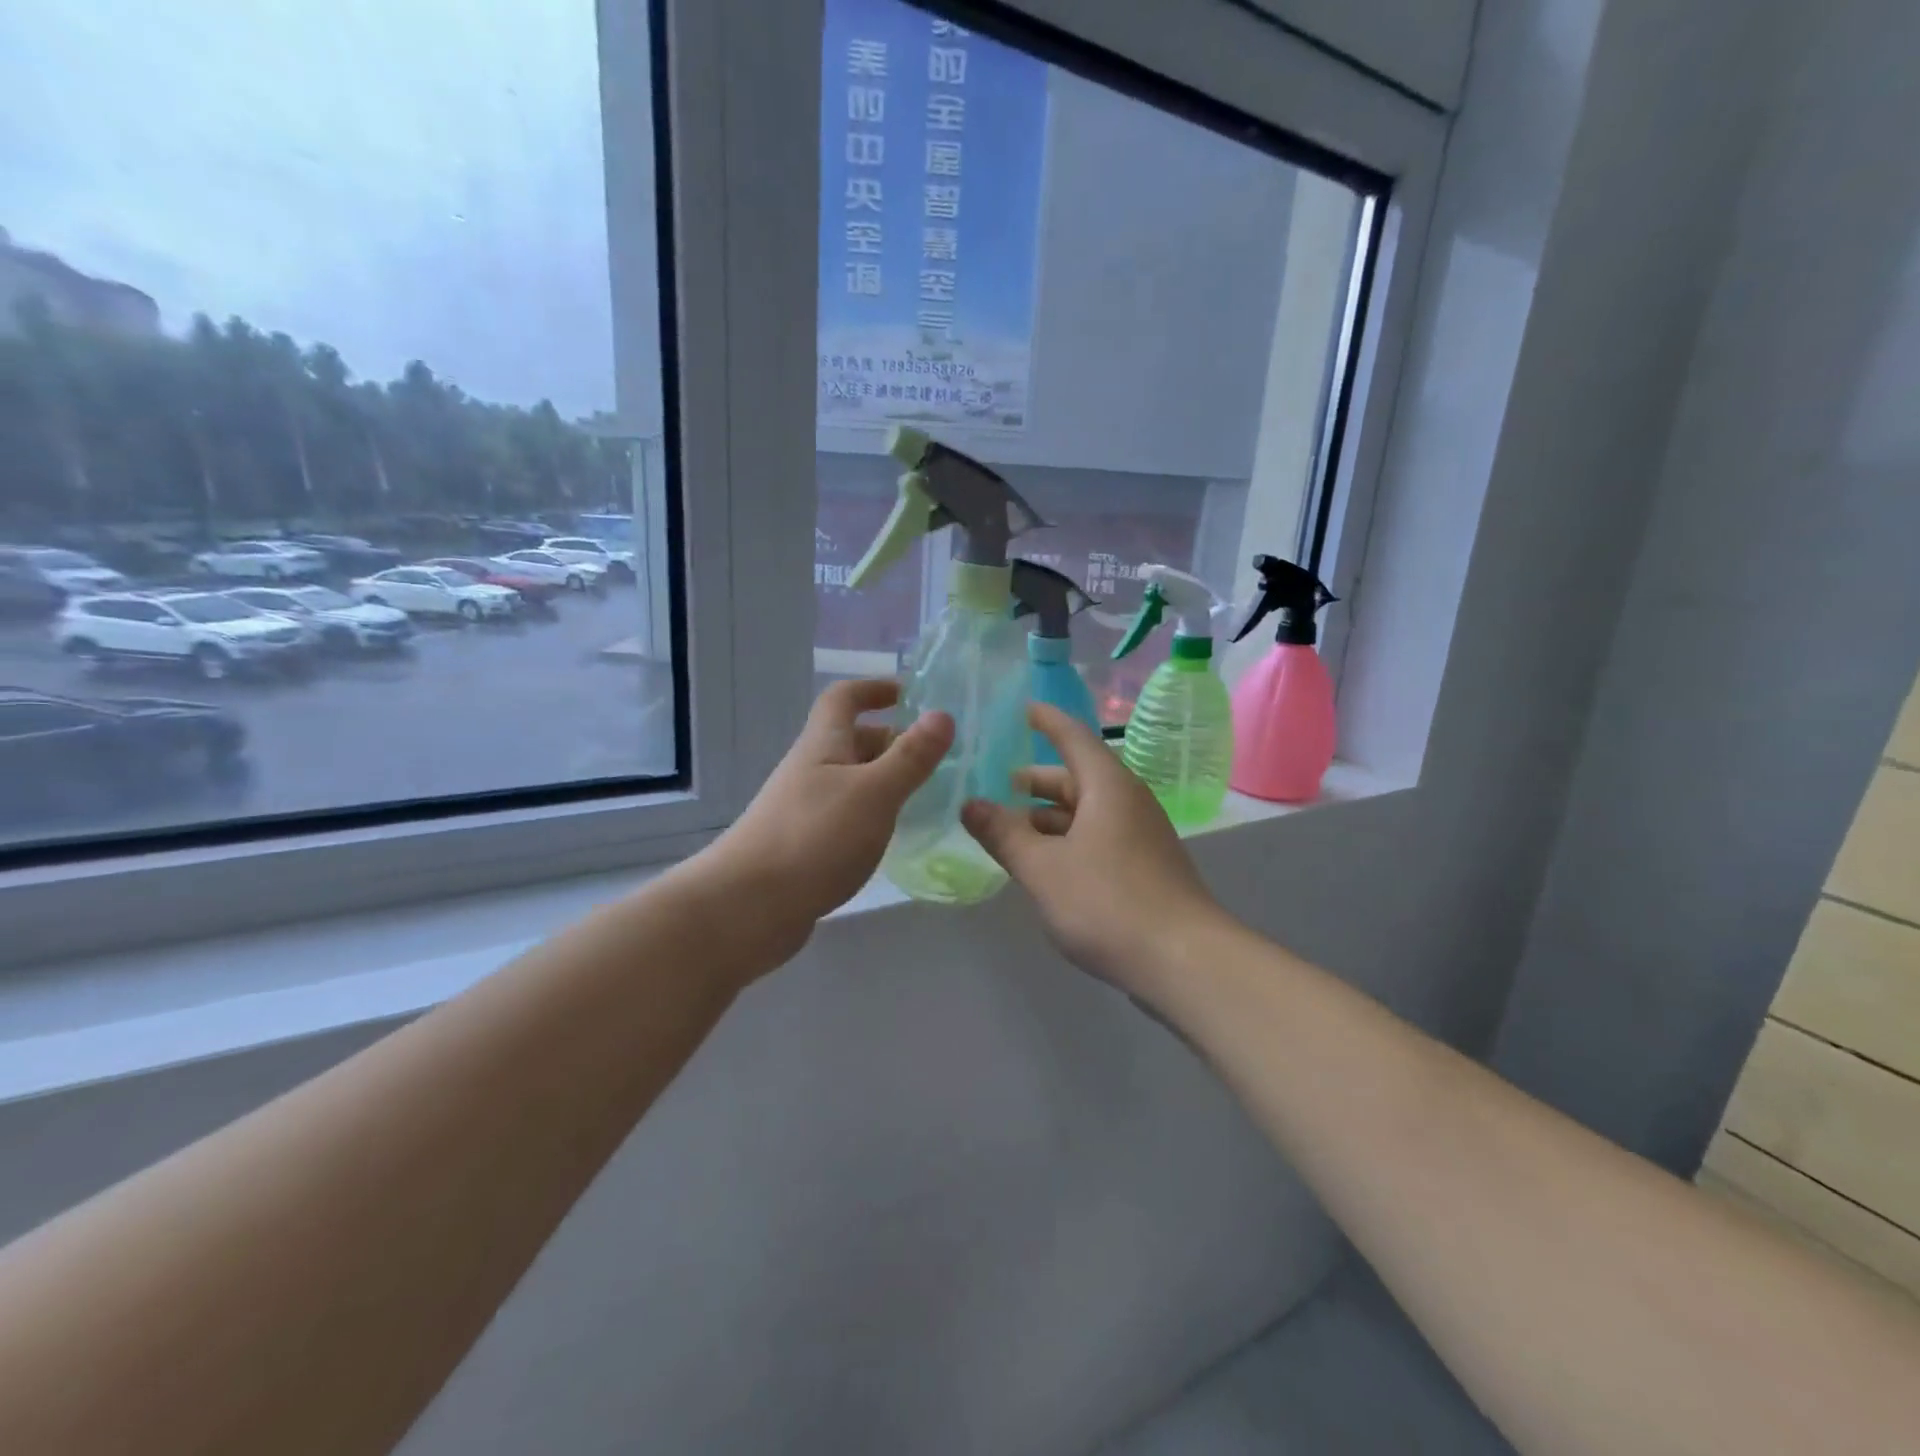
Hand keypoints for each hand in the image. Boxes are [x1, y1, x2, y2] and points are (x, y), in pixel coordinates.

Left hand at [703, 680, 952, 959]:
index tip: (910, 694)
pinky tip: (894, 837)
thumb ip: (910, 757)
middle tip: (938, 758)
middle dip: (893, 742)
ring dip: (887, 781)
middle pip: (852, 741)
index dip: (874, 689)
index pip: (844, 697)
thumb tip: (943, 714)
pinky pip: (847, 816)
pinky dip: (874, 816)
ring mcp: (805, 809)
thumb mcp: (874, 792)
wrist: (747, 907)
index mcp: (823, 745)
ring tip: (929, 797)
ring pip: (852, 782)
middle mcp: (811, 770)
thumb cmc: (814, 838)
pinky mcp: (805, 846)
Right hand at [961, 703, 1223, 989]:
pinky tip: (1044, 865)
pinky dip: (1067, 841)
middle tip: (997, 784)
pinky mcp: (1145, 868)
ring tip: (1009, 830)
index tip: (1022, 708)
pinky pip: (1098, 838)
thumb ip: (1004, 834)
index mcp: (1108, 786)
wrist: (1184, 962)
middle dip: (1036, 781)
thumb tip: (970, 805)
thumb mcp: (1043, 868)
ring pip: (1087, 812)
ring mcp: (1140, 837)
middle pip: (1077, 778)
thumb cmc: (1108, 902)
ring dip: (1048, 818)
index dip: (1046, 721)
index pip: (1073, 737)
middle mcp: (1128, 802)